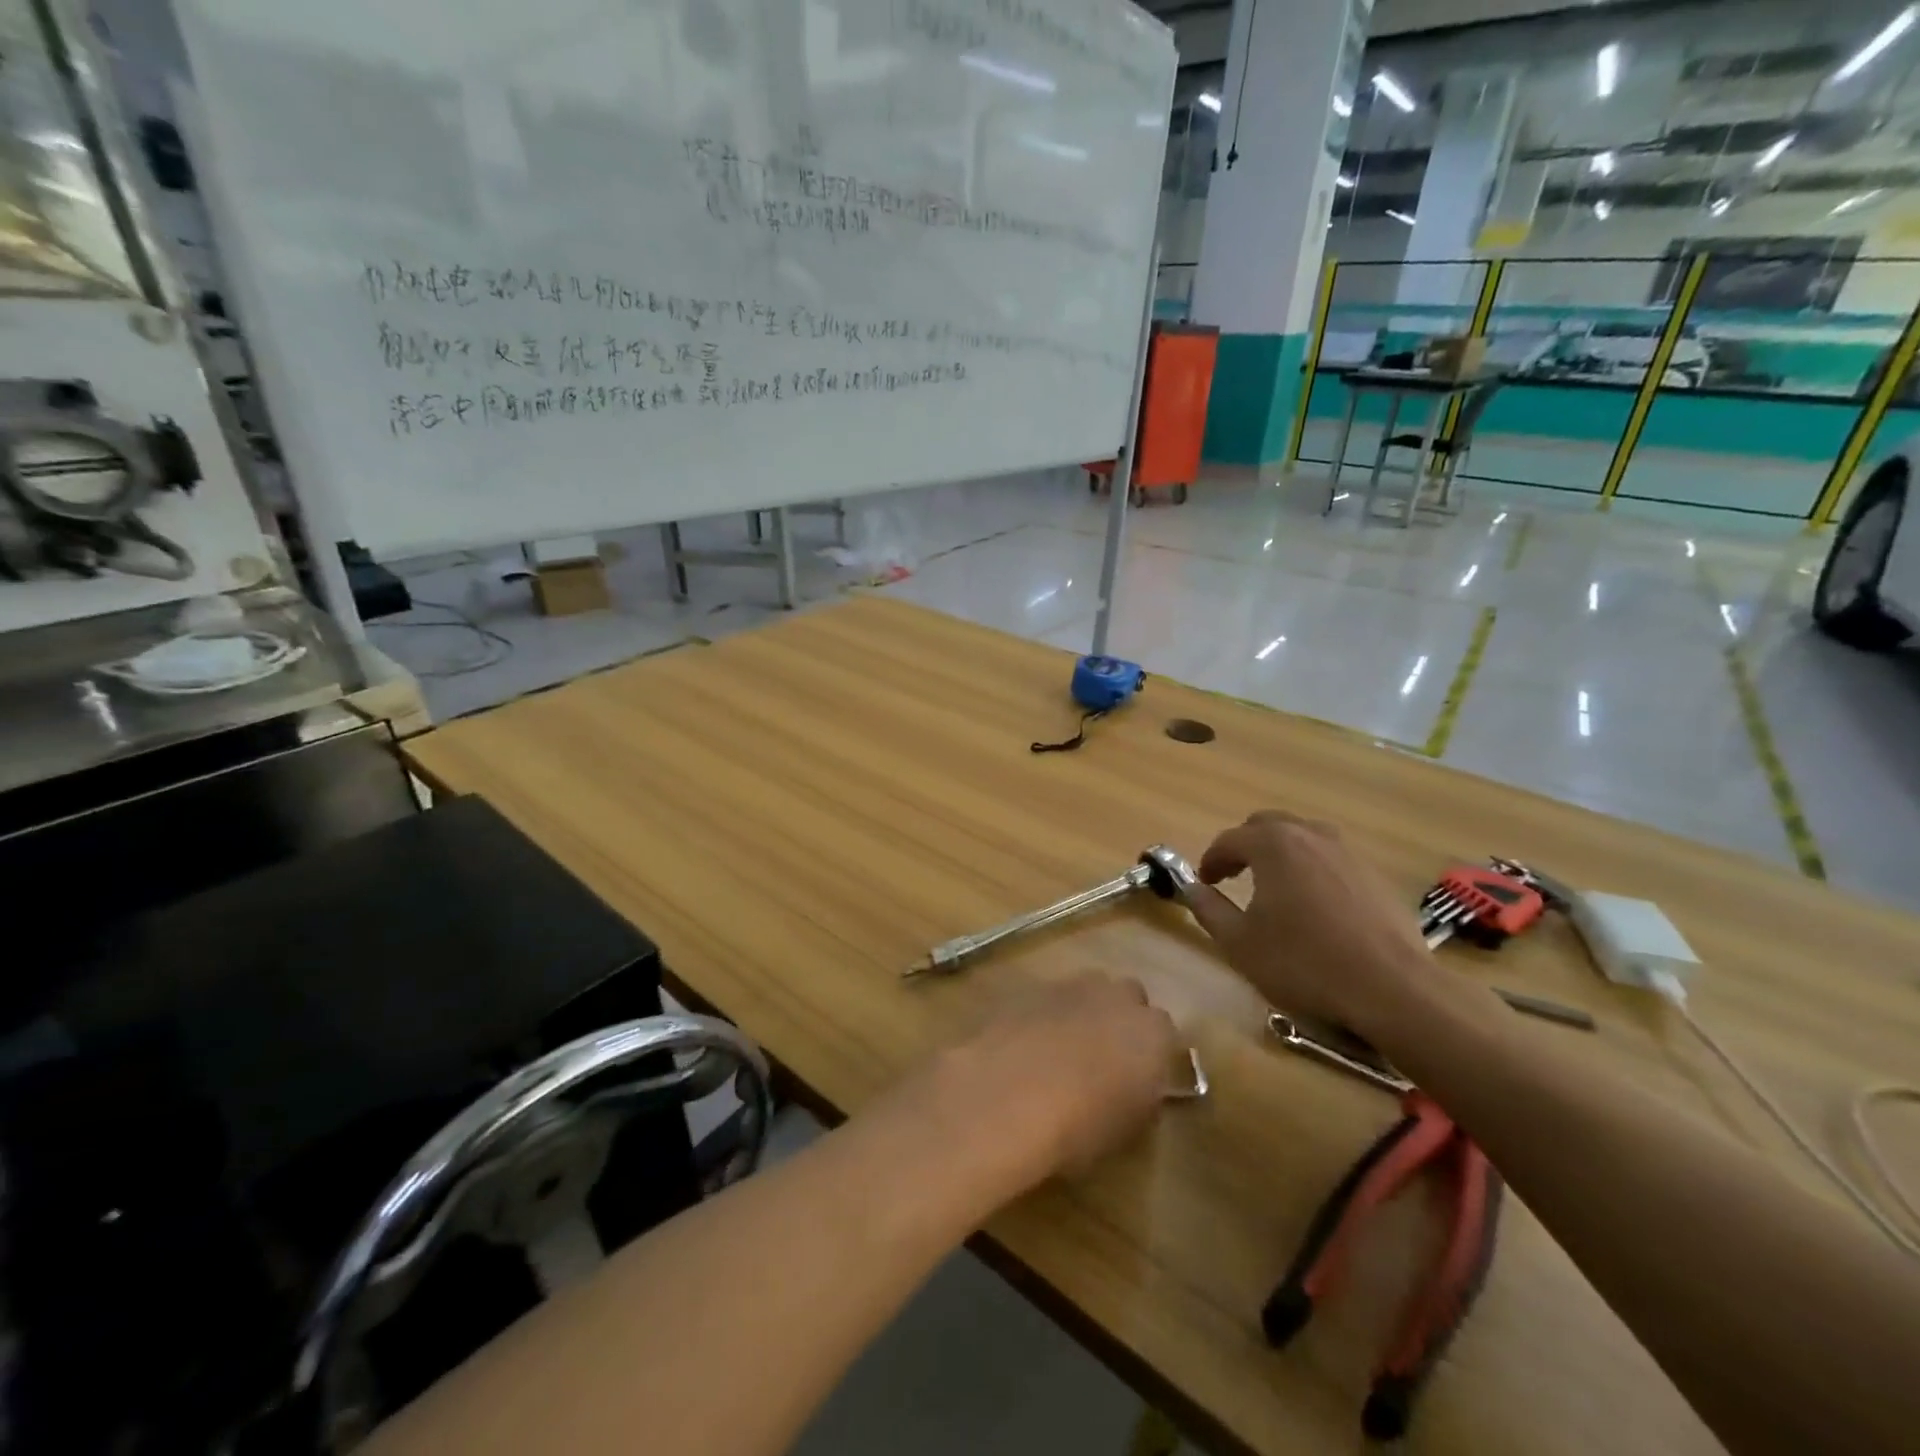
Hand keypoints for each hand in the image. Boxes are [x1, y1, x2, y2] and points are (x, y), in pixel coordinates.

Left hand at [925, 975, 1179, 1192]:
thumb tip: (1137, 1088)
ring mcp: (1072, 985)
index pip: (1165, 1034)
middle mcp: (1117, 997)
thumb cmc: (1080, 1125)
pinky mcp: (1031, 987)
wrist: (1009, 1095)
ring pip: (1088, 991)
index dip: (1151, 1055)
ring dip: (1084, 1012)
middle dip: (1120, 1019)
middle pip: (1128, 998)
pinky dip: (1047, 1015)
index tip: (1139, 1078)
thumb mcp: (1126, 1130)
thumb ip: (1141, 1099)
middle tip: (1104, 1057)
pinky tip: (1031, 1044)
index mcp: (1153, 1033)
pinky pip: (1050, 998)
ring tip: (1064, 1049)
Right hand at [1183, 810, 1433, 1038]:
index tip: (1204, 881)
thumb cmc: (1304, 962)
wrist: (1392, 989)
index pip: (1229, 839)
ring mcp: (1349, 852)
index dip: (1211, 859)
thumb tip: (1191, 888)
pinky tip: (1315, 905)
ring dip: (1281, 853)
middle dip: (1245, 846)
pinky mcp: (1376, 875)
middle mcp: (1311, 835)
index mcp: (1273, 844)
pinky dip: (1313, 869)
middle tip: (1234, 874)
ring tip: (1274, 885)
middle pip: (1268, 825)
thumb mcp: (1239, 942)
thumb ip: (1208, 909)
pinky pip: (1332, 859)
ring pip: (1304, 837)